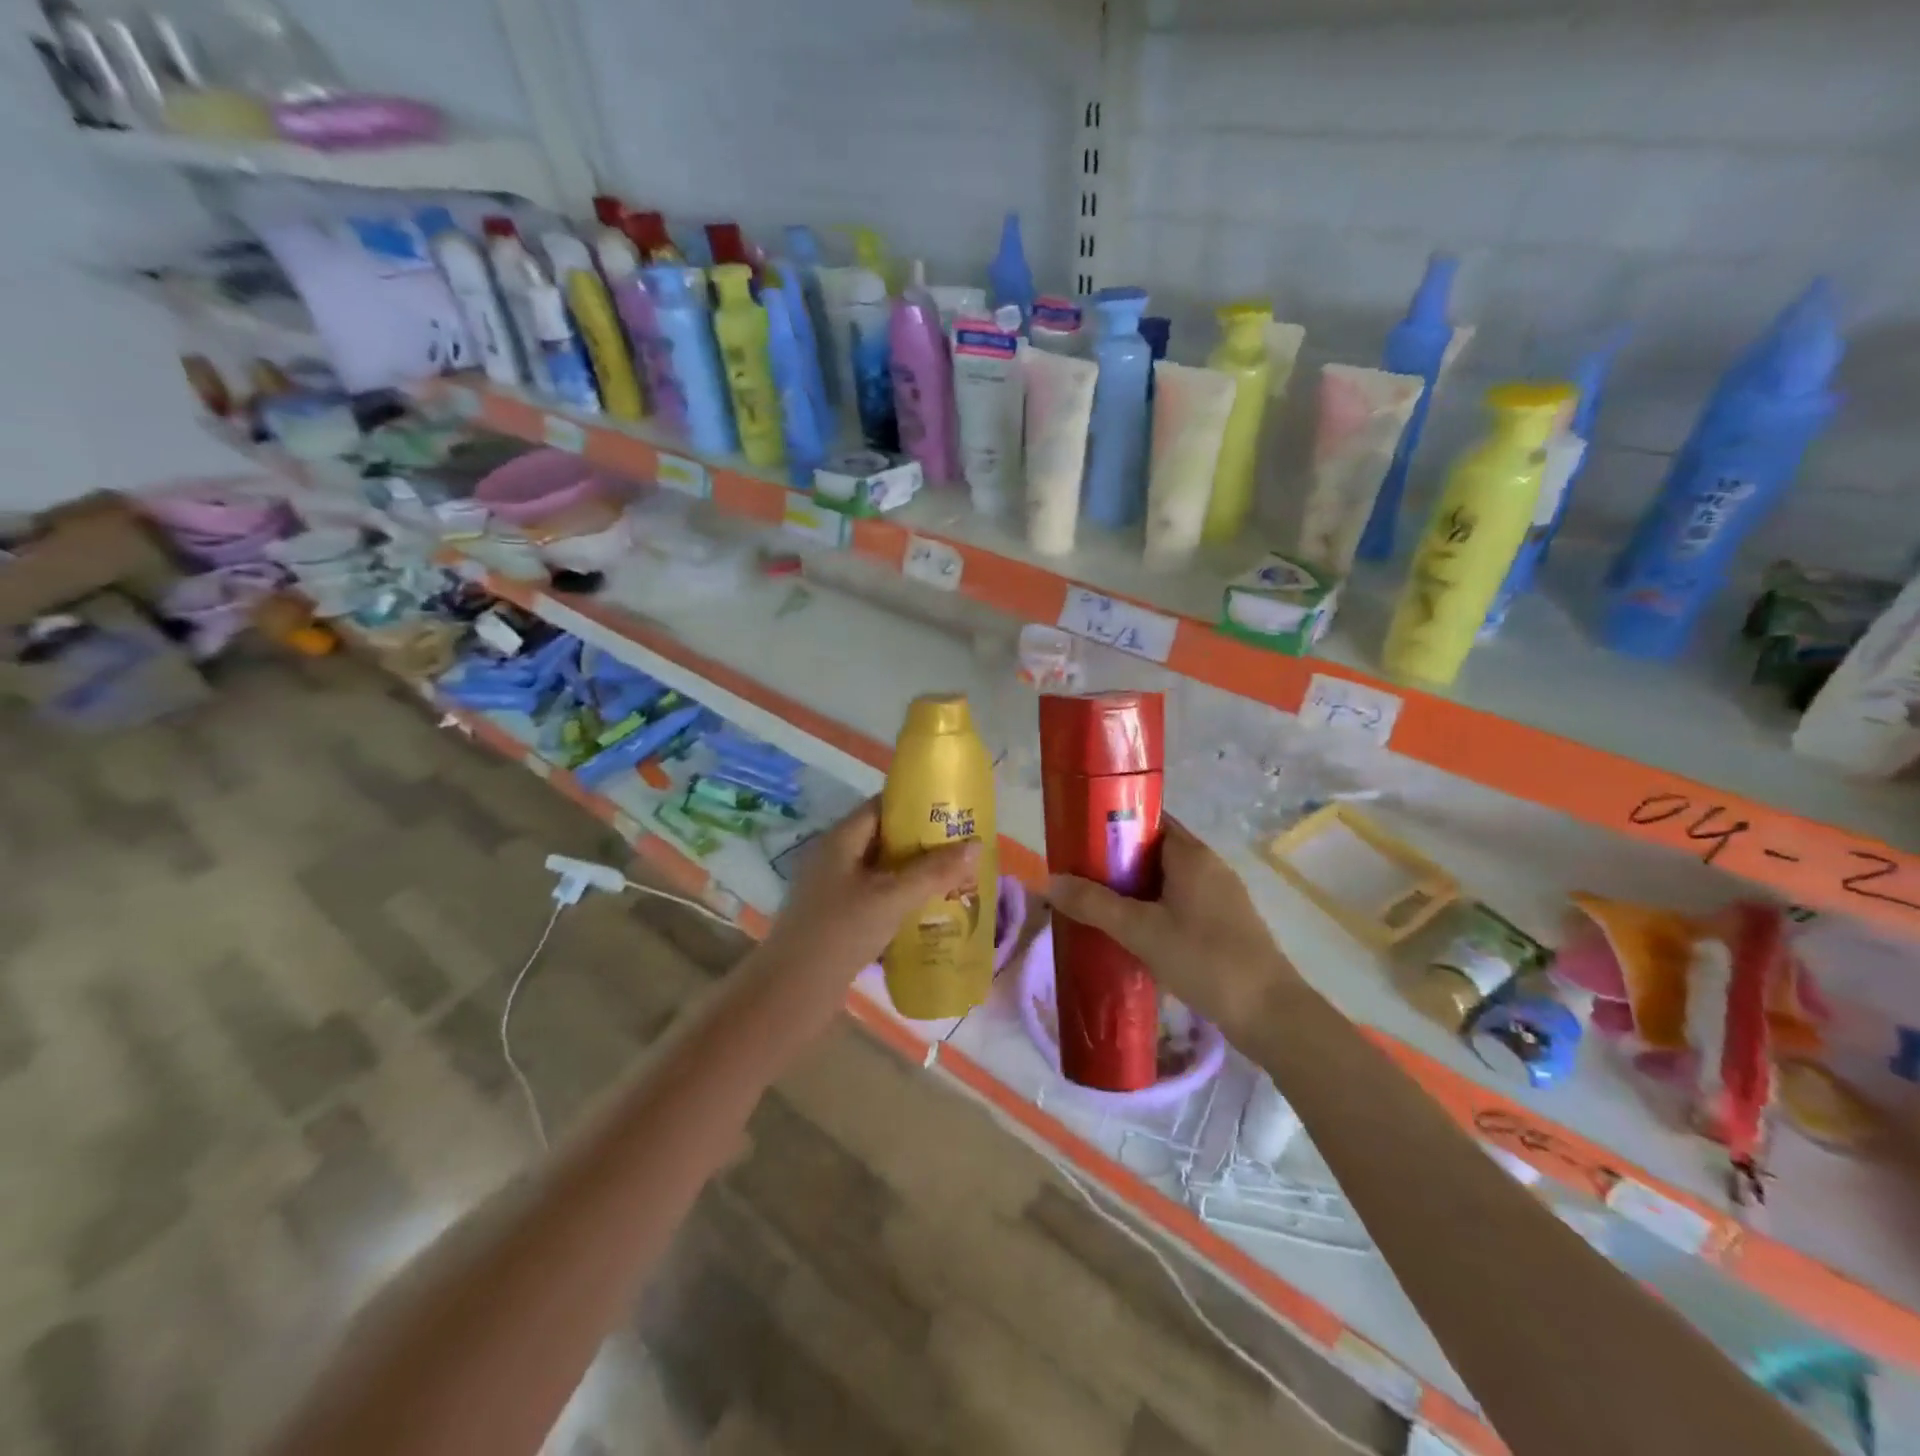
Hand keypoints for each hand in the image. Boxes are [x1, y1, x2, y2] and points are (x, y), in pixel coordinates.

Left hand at [760, 798, 980, 995]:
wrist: (792, 992)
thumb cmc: (841, 932)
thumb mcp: (892, 897)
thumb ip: (934, 871)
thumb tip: (976, 844)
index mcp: (841, 840)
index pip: (881, 806)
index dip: (916, 805)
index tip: (952, 811)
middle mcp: (836, 858)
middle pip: (885, 839)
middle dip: (923, 843)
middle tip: (962, 848)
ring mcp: (835, 890)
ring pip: (883, 872)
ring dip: (915, 874)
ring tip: (955, 878)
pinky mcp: (839, 918)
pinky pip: (878, 898)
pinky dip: (902, 900)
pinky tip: (929, 913)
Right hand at [1044, 817, 1297, 1034]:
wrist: (1269, 1013)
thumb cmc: (1204, 959)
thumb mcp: (1140, 930)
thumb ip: (1094, 904)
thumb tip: (1051, 880)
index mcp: (1191, 854)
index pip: (1148, 820)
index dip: (1114, 824)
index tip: (1082, 840)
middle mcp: (1209, 866)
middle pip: (1154, 850)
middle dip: (1117, 862)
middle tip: (1081, 878)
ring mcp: (1221, 895)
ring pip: (1167, 880)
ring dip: (1135, 890)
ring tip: (1099, 907)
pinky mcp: (1226, 923)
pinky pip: (1181, 903)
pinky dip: (1155, 910)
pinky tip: (1134, 934)